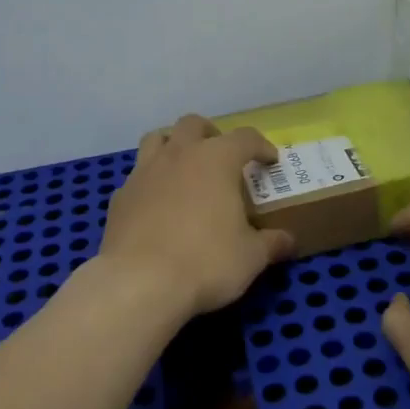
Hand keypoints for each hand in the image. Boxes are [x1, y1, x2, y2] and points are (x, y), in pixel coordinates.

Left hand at [100, 114, 294, 317]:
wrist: (139, 283)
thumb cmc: (206, 262)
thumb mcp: (251, 257)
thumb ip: (272, 243)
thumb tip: (289, 240)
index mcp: (216, 159)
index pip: (245, 138)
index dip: (261, 146)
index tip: (270, 161)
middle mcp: (179, 155)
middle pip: (194, 124)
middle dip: (211, 134)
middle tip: (222, 157)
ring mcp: (144, 172)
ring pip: (157, 139)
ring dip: (174, 146)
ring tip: (185, 169)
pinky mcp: (121, 196)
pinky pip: (138, 175)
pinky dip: (151, 181)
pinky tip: (158, 205)